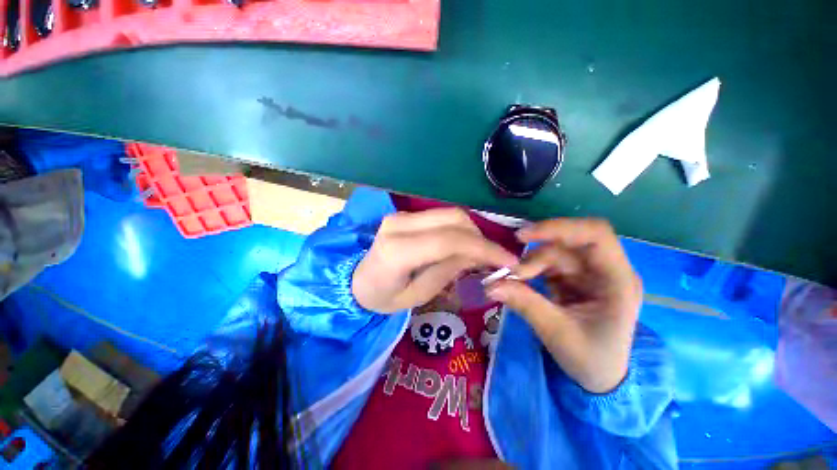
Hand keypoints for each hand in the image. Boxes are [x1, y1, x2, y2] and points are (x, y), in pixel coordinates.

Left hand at [353, 208, 517, 313]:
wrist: (358, 280)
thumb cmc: (385, 297)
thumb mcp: (419, 295)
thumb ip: (448, 271)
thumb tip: (477, 254)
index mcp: (397, 251)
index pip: (448, 241)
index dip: (484, 248)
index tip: (510, 261)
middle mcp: (398, 225)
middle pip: (453, 219)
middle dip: (480, 238)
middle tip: (495, 259)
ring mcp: (401, 215)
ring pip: (450, 214)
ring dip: (472, 232)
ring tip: (480, 254)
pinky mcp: (405, 214)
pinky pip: (441, 217)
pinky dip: (459, 229)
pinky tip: (464, 245)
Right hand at [485, 219, 641, 392]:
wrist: (600, 376)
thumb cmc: (591, 359)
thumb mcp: (557, 333)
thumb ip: (525, 304)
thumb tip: (490, 285)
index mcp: (617, 280)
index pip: (596, 234)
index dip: (559, 227)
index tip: (523, 237)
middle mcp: (604, 270)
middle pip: (566, 244)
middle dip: (535, 256)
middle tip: (510, 273)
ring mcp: (587, 273)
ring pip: (552, 253)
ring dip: (528, 265)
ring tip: (511, 282)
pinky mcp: (571, 278)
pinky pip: (546, 264)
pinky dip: (529, 270)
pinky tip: (517, 282)